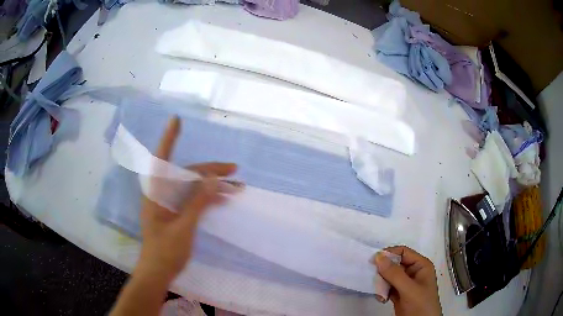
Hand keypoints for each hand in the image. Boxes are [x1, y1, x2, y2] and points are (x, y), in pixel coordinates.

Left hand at [137, 116, 241, 282]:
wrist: (158, 271)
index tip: (176, 120)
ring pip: (192, 187)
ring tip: (236, 187)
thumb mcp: (183, 227)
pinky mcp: (175, 213)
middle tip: (234, 171)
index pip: (162, 159)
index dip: (169, 138)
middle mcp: (161, 193)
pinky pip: (193, 199)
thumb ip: (197, 202)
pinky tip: (223, 199)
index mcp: (156, 193)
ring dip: (212, 185)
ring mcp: (169, 203)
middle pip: (186, 174)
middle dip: (210, 170)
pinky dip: (208, 198)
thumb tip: (213, 179)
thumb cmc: (166, 251)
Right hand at [373, 246, 441, 315]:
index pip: (403, 252)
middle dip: (384, 271)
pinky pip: (387, 287)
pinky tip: (381, 299)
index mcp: (420, 265)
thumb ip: (394, 274)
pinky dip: (382, 291)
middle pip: (395, 264)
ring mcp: (406, 284)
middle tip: (374, 279)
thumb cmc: (420, 304)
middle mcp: (413, 272)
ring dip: (382, 283)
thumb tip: (378, 256)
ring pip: (389, 277)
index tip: (373, 261)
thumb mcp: (409, 289)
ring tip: (380, 293)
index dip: (389, 254)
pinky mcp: (399, 294)